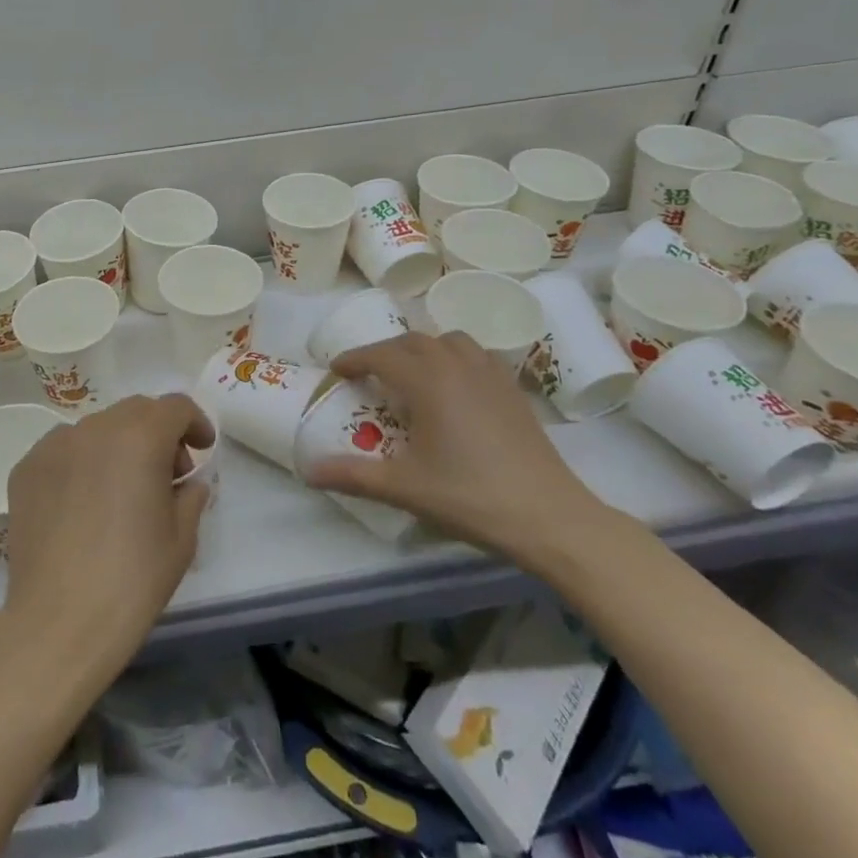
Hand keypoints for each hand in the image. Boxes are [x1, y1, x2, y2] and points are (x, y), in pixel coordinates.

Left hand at [1, 394, 211, 671]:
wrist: (59, 622)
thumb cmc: (132, 580)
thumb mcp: (181, 538)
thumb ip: (191, 495)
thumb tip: (188, 482)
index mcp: (140, 438)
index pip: (175, 407)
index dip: (194, 423)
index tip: (200, 450)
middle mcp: (95, 428)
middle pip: (136, 410)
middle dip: (158, 432)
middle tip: (167, 474)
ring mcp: (54, 445)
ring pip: (97, 427)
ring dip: (119, 445)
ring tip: (121, 489)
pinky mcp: (26, 467)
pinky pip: (64, 449)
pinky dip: (82, 461)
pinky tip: (84, 502)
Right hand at [302, 331, 607, 565]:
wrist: (549, 516)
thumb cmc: (471, 496)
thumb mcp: (405, 488)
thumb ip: (353, 475)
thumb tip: (307, 471)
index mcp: (428, 382)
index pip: (381, 355)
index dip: (354, 359)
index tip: (336, 370)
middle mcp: (458, 366)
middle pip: (413, 341)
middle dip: (385, 351)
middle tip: (368, 375)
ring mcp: (490, 375)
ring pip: (449, 340)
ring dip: (423, 349)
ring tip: (412, 373)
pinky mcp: (513, 390)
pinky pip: (477, 355)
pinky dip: (456, 357)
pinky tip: (455, 386)